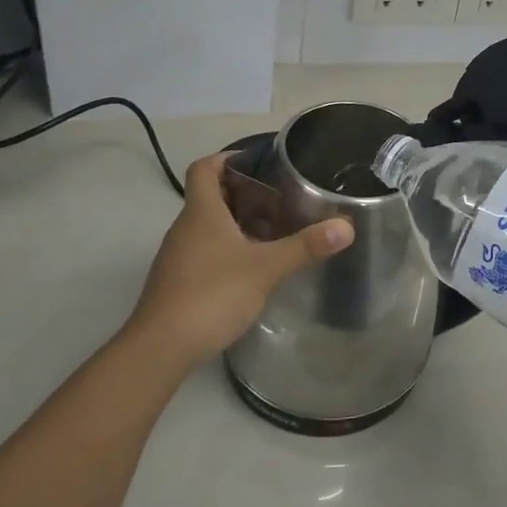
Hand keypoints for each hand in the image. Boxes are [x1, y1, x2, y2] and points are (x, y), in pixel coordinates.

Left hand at [124, 152, 352, 371]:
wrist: (161, 348)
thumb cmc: (212, 294)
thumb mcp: (266, 269)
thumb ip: (305, 247)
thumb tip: (346, 227)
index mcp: (201, 212)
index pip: (204, 168)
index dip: (226, 158)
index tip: (256, 162)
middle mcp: (185, 227)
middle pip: (210, 196)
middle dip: (243, 194)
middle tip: (279, 201)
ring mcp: (178, 256)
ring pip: (209, 226)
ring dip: (237, 223)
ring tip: (273, 233)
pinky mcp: (178, 281)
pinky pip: (205, 251)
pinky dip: (228, 249)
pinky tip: (252, 268)